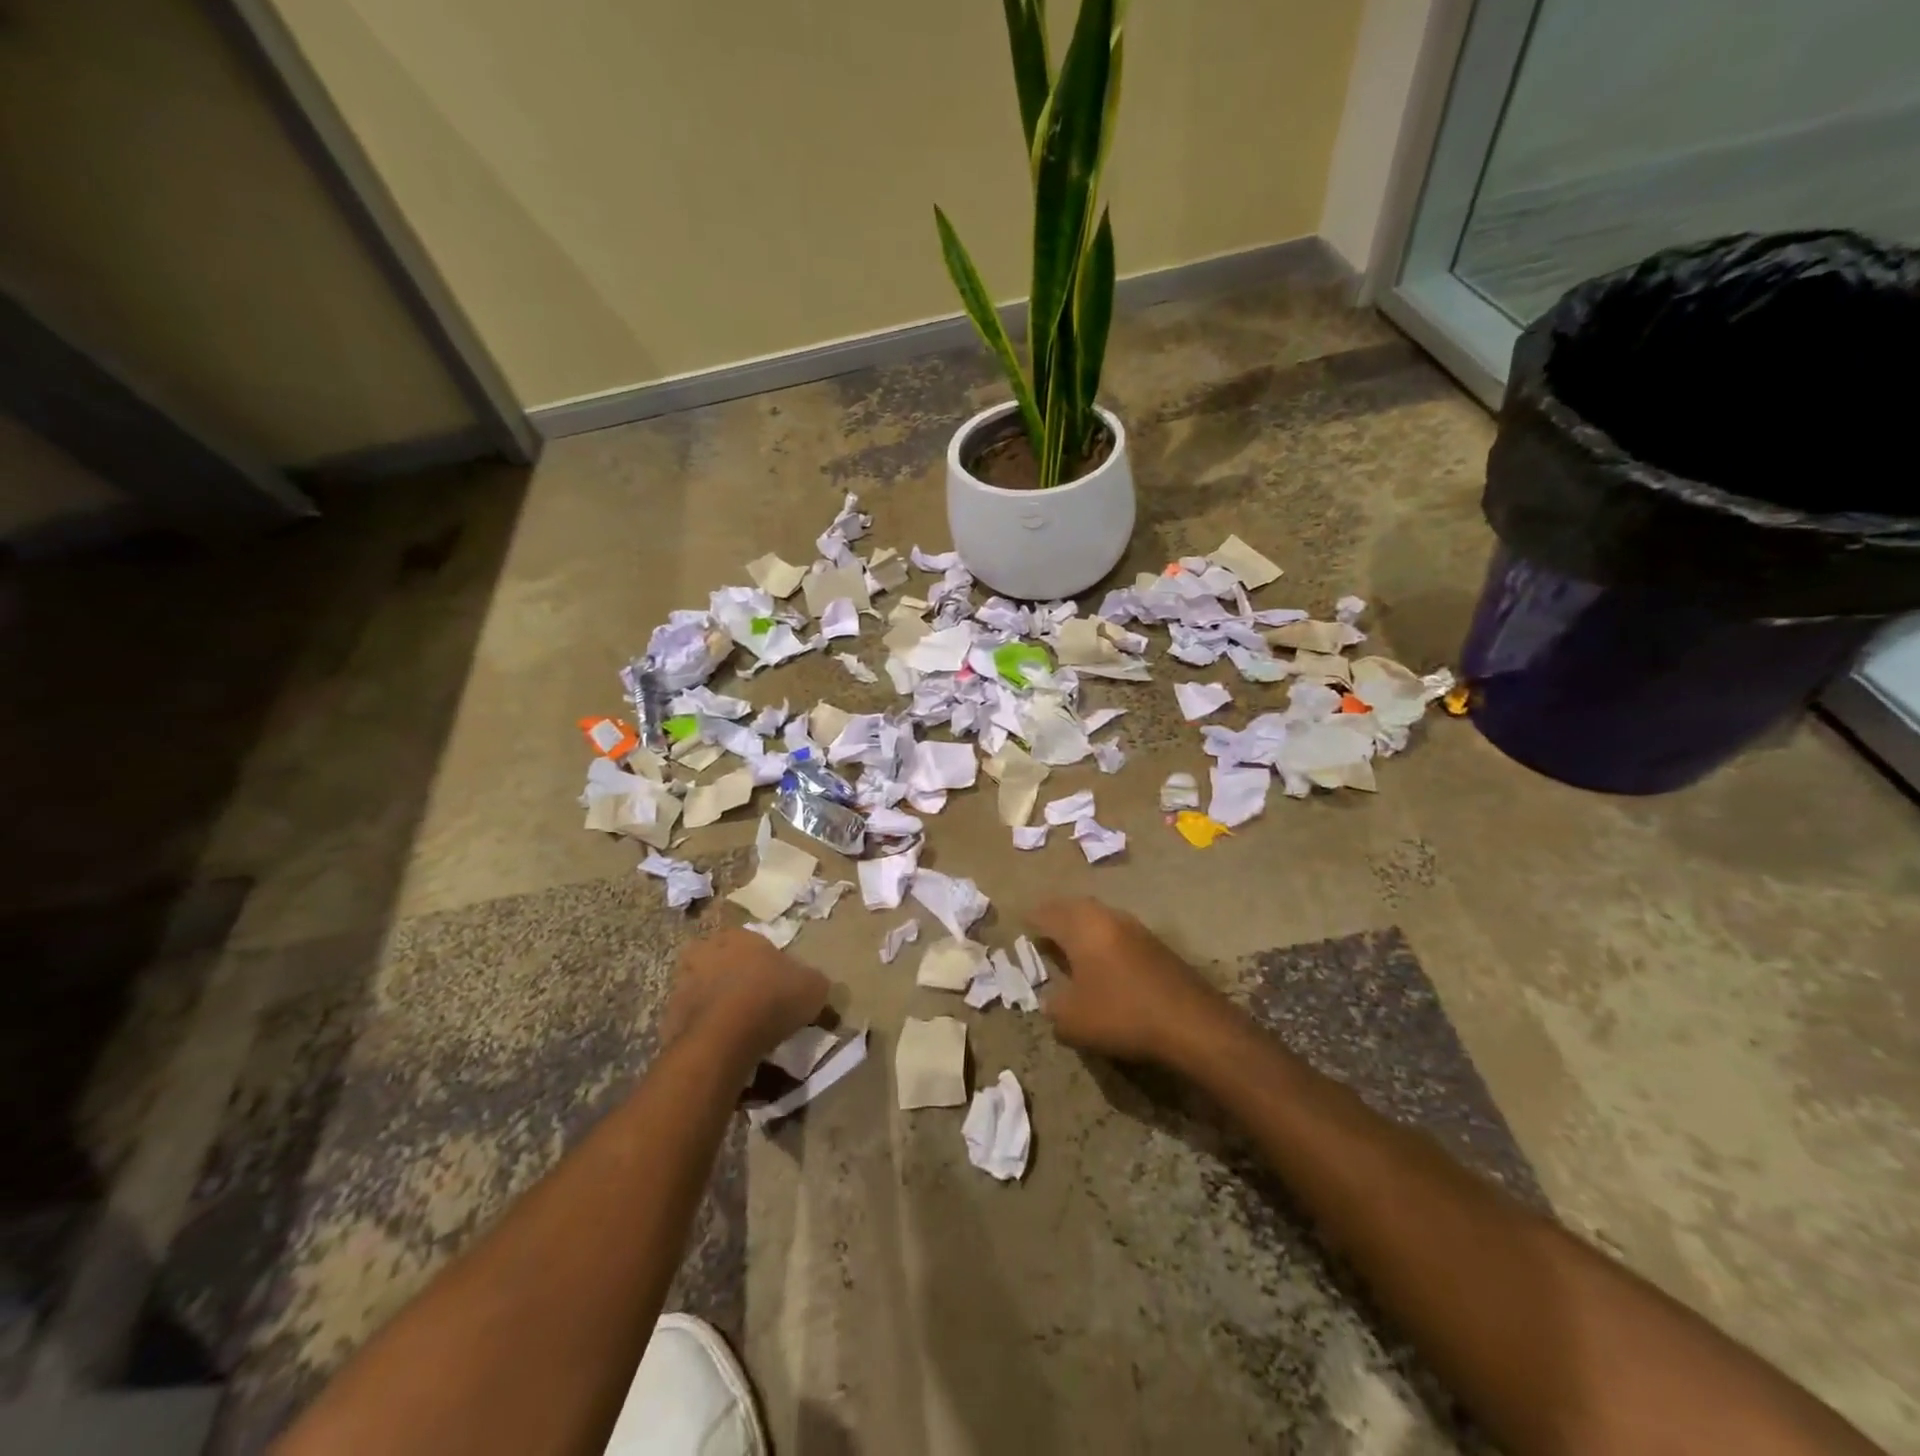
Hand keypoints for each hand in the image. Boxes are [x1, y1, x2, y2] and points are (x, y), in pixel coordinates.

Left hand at [662, 928, 829, 1072]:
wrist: (724, 1037)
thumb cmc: (773, 998)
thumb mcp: (814, 987)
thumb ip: (813, 981)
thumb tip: (811, 986)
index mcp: (740, 936)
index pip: (754, 944)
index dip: (766, 965)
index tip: (778, 987)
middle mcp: (706, 952)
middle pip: (723, 963)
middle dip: (735, 980)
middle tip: (754, 1005)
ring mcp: (682, 984)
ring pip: (704, 992)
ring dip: (716, 1005)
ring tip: (737, 1032)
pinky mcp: (668, 1017)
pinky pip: (692, 1022)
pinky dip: (704, 1032)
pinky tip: (722, 1048)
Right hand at [1028, 898, 1234, 1068]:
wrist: (1191, 1023)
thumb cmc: (1121, 1014)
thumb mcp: (1072, 1020)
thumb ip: (1053, 1006)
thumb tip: (1052, 1000)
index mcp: (1082, 927)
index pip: (1048, 913)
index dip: (1032, 919)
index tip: (1022, 924)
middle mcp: (1107, 917)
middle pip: (1074, 907)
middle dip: (1057, 915)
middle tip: (1044, 929)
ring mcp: (1135, 928)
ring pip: (1099, 917)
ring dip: (1083, 926)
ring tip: (1071, 944)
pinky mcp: (1156, 944)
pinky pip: (1118, 932)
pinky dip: (1103, 939)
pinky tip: (1103, 960)